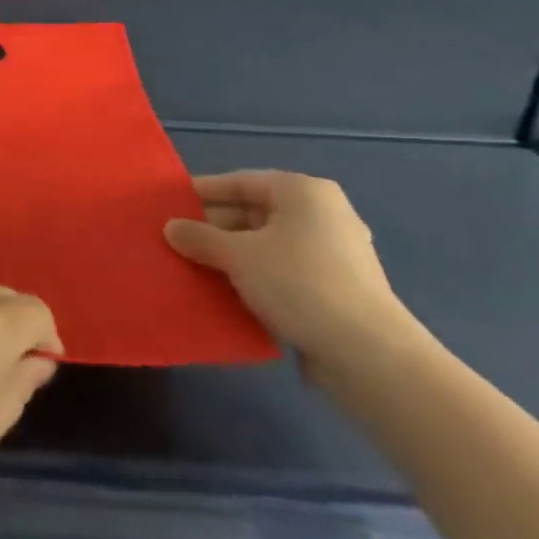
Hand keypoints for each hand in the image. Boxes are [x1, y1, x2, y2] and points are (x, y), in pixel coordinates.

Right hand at [163, 170, 422, 376]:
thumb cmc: (299, 284)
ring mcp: (334, 253)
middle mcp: (322, 214)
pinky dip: (256, 277)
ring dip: (232, 256)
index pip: (239, 182)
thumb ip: (199, 238)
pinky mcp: (338, 289)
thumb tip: (170, 228)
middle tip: (176, 242)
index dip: (201, 193)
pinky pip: (284, 271)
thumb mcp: (237, 256)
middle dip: (214, 228)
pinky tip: (228, 293)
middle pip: (253, 213)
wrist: (370, 356)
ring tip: (194, 268)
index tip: (168, 205)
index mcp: (302, 192)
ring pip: (267, 245)